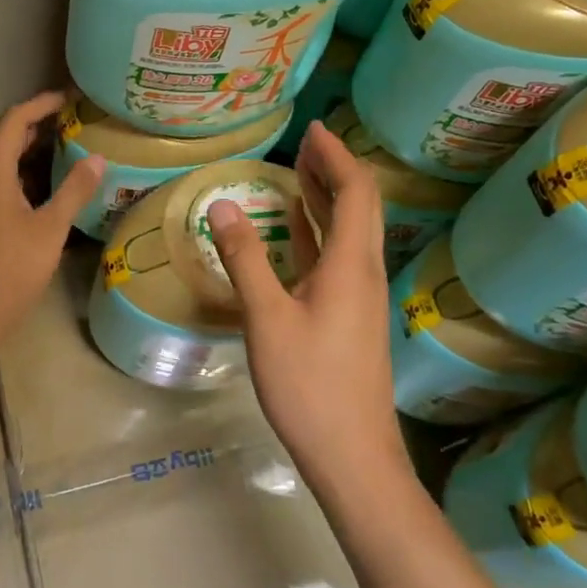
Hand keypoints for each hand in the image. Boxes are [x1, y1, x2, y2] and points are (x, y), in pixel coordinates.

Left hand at [0, 92, 105, 342]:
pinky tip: (46, 189)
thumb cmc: (9, 269)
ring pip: (0, 163)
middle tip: (69, 120)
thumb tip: (97, 158)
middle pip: (2, 138)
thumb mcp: (50, 229)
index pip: (12, 121)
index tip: (68, 99)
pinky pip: (0, 183)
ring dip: (28, 149)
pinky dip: (23, 174)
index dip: (39, 105)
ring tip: (63, 147)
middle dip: (34, 124)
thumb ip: (74, 191)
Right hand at [205, 121, 406, 488]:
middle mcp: (363, 272)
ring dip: (327, 198)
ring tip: (299, 171)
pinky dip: (319, 230)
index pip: (355, 191)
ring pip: (349, 231)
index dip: (337, 156)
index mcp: (350, 265)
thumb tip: (223, 204)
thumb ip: (245, 258)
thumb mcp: (267, 319)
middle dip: (333, 169)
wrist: (353, 458)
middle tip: (304, 143)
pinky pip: (338, 256)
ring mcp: (359, 296)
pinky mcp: (350, 316)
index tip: (313, 129)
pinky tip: (296, 231)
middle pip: (359, 205)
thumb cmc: (310, 385)